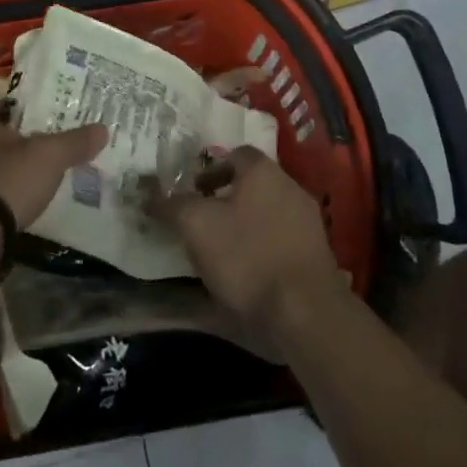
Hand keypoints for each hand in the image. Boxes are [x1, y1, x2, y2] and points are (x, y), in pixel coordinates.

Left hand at [0, 108, 107, 230]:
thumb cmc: (6, 179)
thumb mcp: (50, 156)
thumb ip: (75, 142)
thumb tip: (103, 129)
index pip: (5, 108)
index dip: (30, 114)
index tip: (52, 121)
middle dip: (17, 146)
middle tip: (46, 153)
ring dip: (4, 173)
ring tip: (33, 182)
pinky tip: (13, 206)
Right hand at [152, 148, 345, 349]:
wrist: (305, 313)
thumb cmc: (247, 257)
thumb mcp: (196, 226)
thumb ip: (172, 206)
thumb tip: (150, 196)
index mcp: (264, 172)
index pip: (236, 154)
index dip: (210, 169)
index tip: (192, 191)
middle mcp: (291, 188)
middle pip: (252, 185)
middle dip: (225, 200)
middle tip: (200, 221)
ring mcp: (308, 224)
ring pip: (267, 214)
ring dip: (244, 227)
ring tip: (218, 253)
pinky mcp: (316, 257)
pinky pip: (280, 243)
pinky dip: (262, 252)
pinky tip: (245, 276)